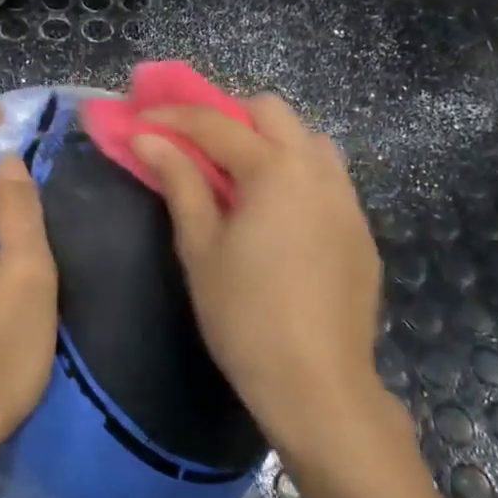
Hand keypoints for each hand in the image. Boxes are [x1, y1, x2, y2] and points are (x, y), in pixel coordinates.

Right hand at [132, 95, 384, 458]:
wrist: (318, 385)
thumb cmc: (244, 316)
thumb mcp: (200, 248)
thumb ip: (179, 183)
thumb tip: (148, 139)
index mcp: (275, 170)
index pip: (216, 123)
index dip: (172, 117)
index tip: (138, 119)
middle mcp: (318, 169)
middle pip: (272, 111)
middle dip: (227, 114)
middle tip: (192, 144)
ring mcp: (347, 198)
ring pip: (307, 138)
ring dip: (267, 139)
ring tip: (237, 174)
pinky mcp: (359, 228)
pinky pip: (327, 175)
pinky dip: (294, 170)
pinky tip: (275, 211)